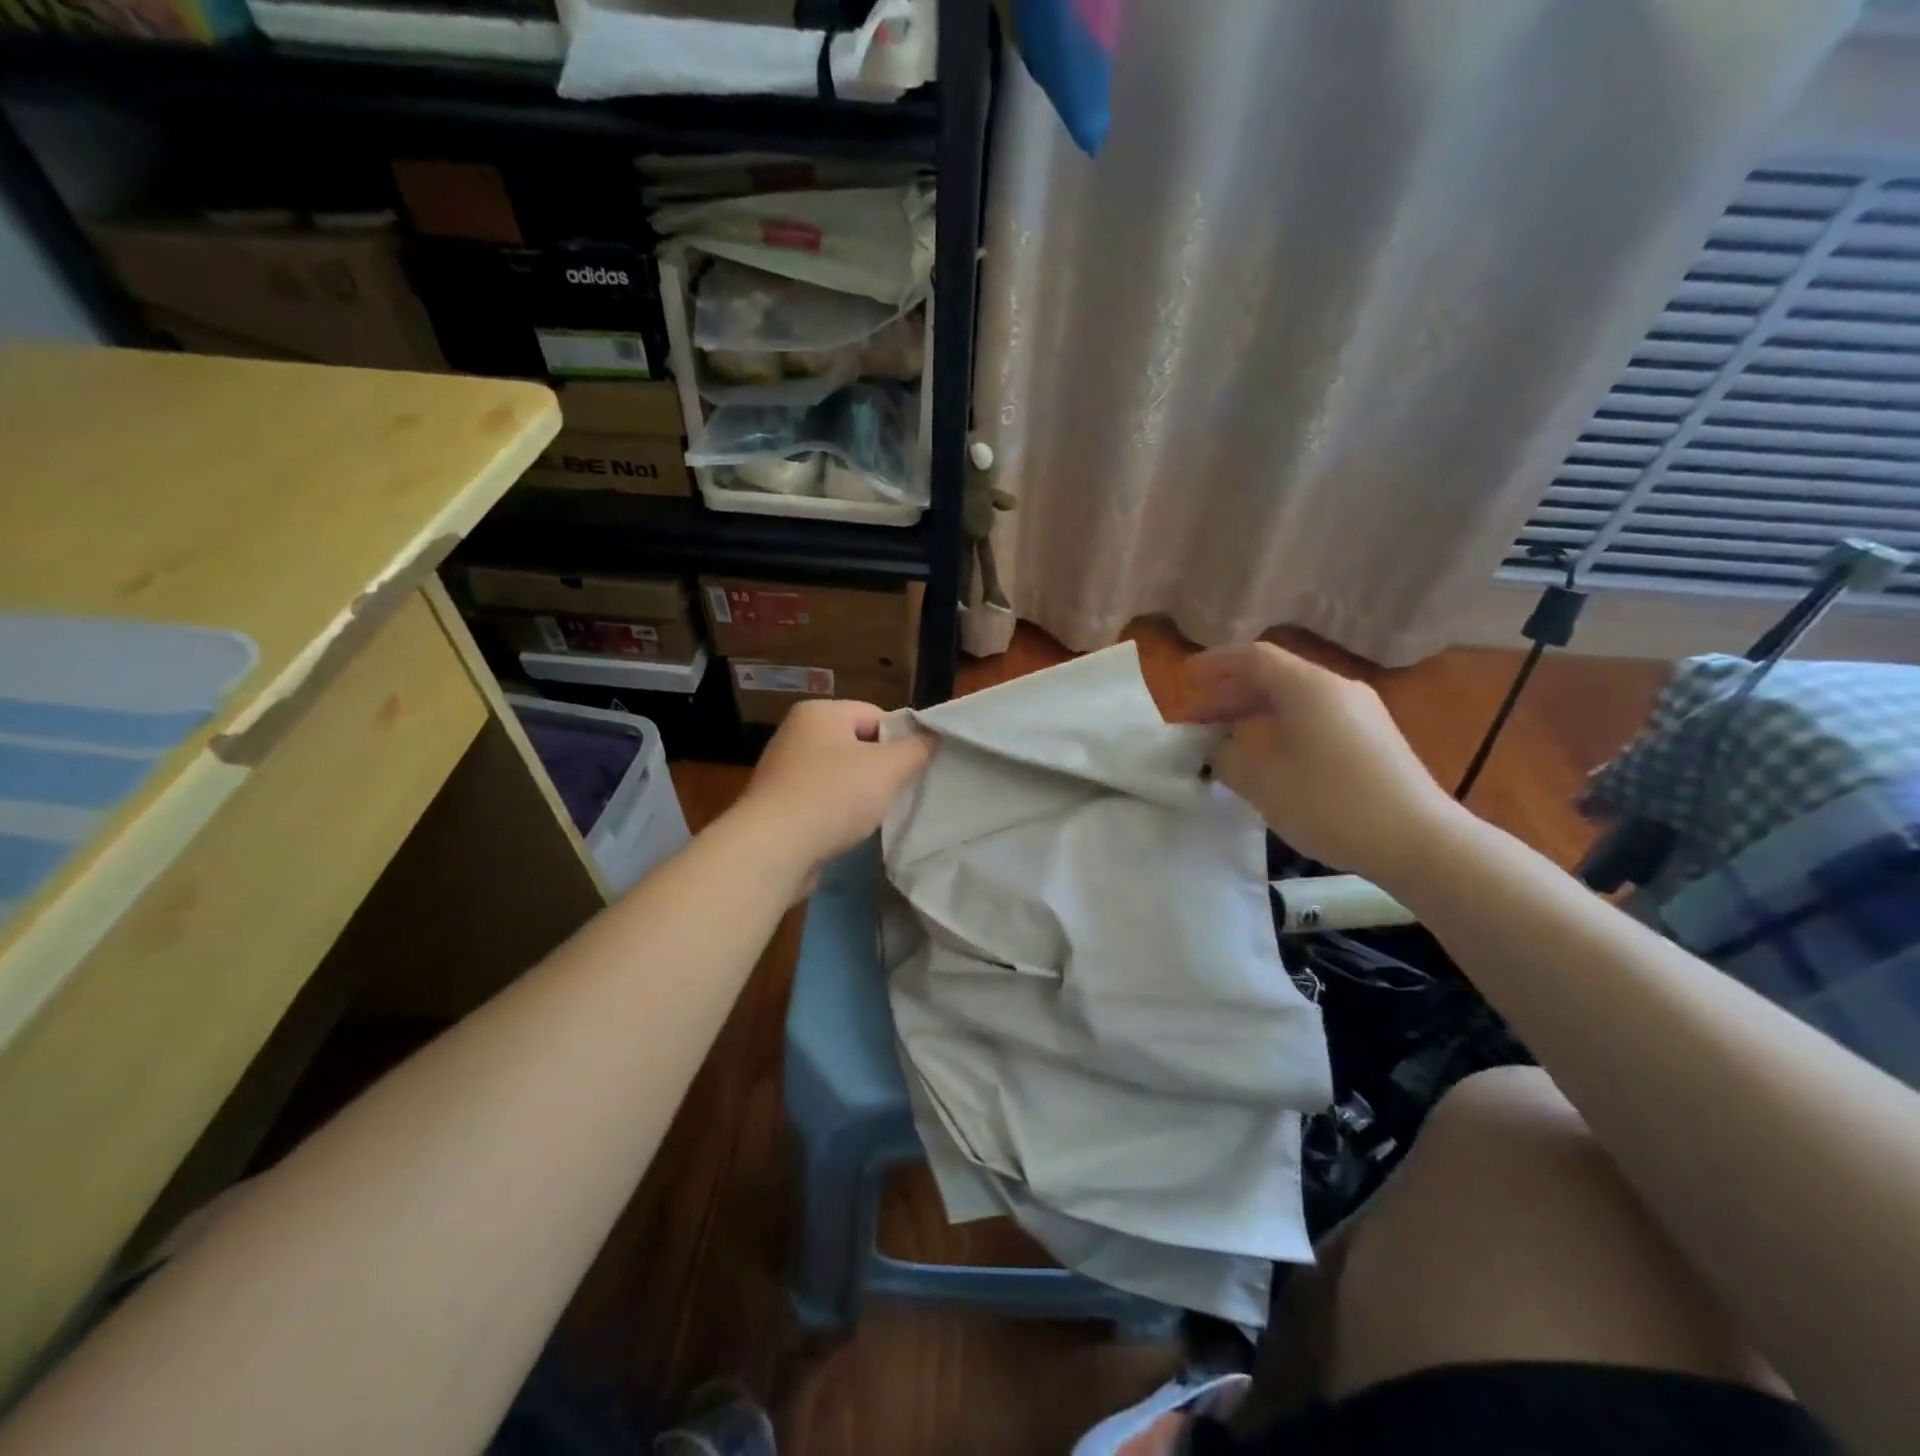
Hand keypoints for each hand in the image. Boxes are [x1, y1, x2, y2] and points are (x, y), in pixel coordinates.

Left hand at [736, 699, 933, 872]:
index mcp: (819, 713)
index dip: (901, 739)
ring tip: (875, 815)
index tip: (916, 768)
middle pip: (857, 744)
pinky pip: (821, 799)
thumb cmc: (833, 796)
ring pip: (840, 775)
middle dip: (881, 769)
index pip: (875, 715)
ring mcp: (783, 770)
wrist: (773, 848)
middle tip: (900, 793)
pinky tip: (848, 830)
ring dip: (860, 793)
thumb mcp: (888, 768)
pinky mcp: (778, 804)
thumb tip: (932, 737)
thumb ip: (916, 749)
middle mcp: (797, 733)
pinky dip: (837, 812)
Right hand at [1181, 642, 1461, 886]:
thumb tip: (1218, 749)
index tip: (1185, 678)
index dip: (1215, 664)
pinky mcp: (1374, 740)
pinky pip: (1315, 719)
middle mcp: (1337, 689)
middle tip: (1197, 716)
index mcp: (1308, 687)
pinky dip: (1281, 727)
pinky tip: (1268, 757)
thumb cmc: (1330, 803)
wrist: (1419, 841)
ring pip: (1295, 700)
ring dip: (1255, 713)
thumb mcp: (1261, 781)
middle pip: (1274, 677)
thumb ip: (1227, 758)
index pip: (1253, 657)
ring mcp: (1361, 714)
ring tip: (1226, 738)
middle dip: (1230, 693)